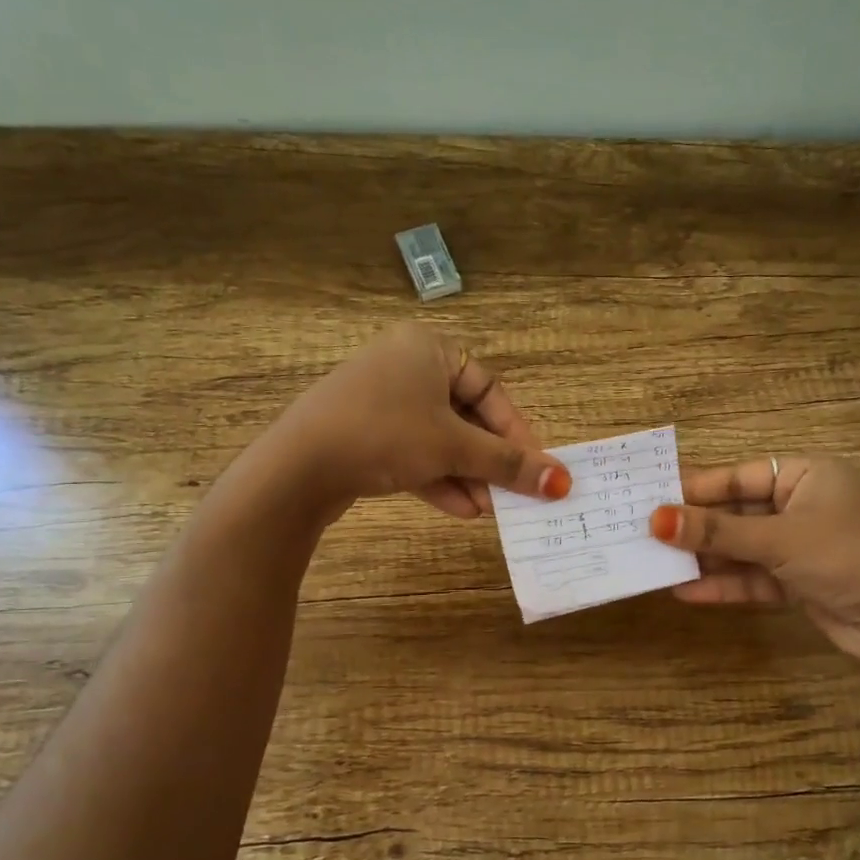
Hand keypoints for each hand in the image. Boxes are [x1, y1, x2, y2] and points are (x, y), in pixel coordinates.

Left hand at [266, 323, 570, 520]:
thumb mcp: (454, 448)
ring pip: (439, 439)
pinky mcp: (363, 432)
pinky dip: (437, 478)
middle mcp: (404, 366)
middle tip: (514, 494)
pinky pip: (412, 452)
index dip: (516, 432)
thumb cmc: (385, 435)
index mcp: (428, 348)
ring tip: (490, 510)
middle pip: (465, 417)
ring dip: (467, 475)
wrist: (297, 467)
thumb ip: (510, 464)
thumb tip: (562, 483)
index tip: (535, 468)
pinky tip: (461, 511)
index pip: (489, 390)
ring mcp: (380, 400)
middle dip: (490, 461)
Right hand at [649, 455, 859, 666]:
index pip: (738, 476)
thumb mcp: (778, 539)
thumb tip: (656, 520)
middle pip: (735, 513)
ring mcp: (797, 547)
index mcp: (805, 476)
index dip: (696, 487)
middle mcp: (800, 506)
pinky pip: (751, 578)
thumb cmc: (845, 557)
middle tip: (643, 532)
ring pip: (740, 548)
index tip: (651, 496)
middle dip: (695, 527)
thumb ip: (717, 532)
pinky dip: (723, 585)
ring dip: (704, 558)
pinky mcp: (796, 583)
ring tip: (654, 563)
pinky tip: (685, 592)